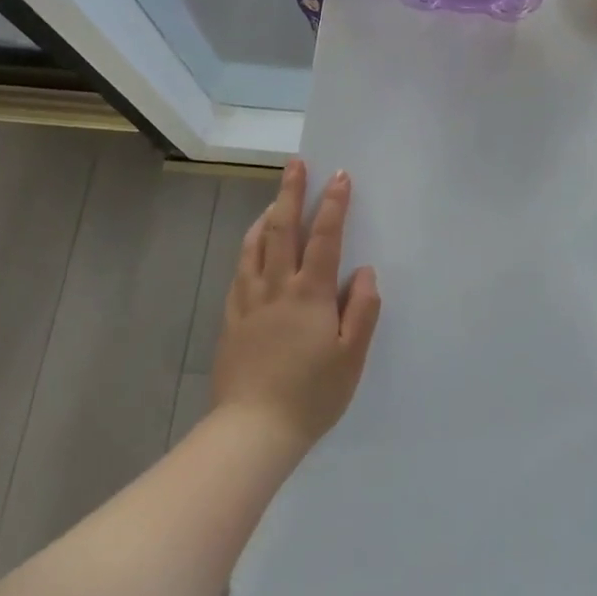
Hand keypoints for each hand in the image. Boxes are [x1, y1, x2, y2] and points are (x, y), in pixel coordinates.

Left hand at [212, 160, 382, 454]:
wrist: (252, 431)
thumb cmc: (312, 394)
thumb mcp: (351, 356)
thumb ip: (361, 309)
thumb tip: (364, 271)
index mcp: (309, 295)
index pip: (324, 238)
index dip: (333, 204)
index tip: (340, 175)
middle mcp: (276, 288)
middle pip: (282, 230)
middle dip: (291, 193)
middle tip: (296, 164)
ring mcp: (249, 301)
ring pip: (255, 245)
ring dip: (267, 215)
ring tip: (277, 197)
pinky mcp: (232, 318)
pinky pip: (240, 270)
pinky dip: (248, 246)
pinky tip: (252, 244)